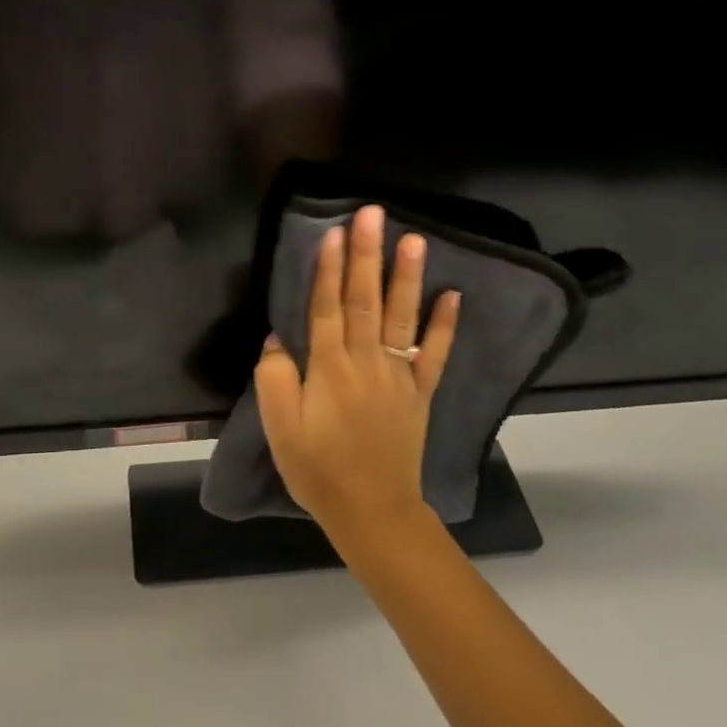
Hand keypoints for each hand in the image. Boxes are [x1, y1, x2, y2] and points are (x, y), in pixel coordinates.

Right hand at [254, 205, 461, 546]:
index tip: (334, 231)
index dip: (328, 268)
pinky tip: (452, 294)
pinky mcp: (419, 392)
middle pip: (365, 299)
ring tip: (414, 238)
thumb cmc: (318, 468)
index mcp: (329, 368)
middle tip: (372, 214)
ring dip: (406, 275)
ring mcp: (398, 375)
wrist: (372, 512)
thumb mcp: (279, 428)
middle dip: (367, 254)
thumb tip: (277, 337)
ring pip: (402, 316)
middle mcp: (366, 361)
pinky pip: (434, 353)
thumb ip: (274, 377)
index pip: (327, 306)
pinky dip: (444, 324)